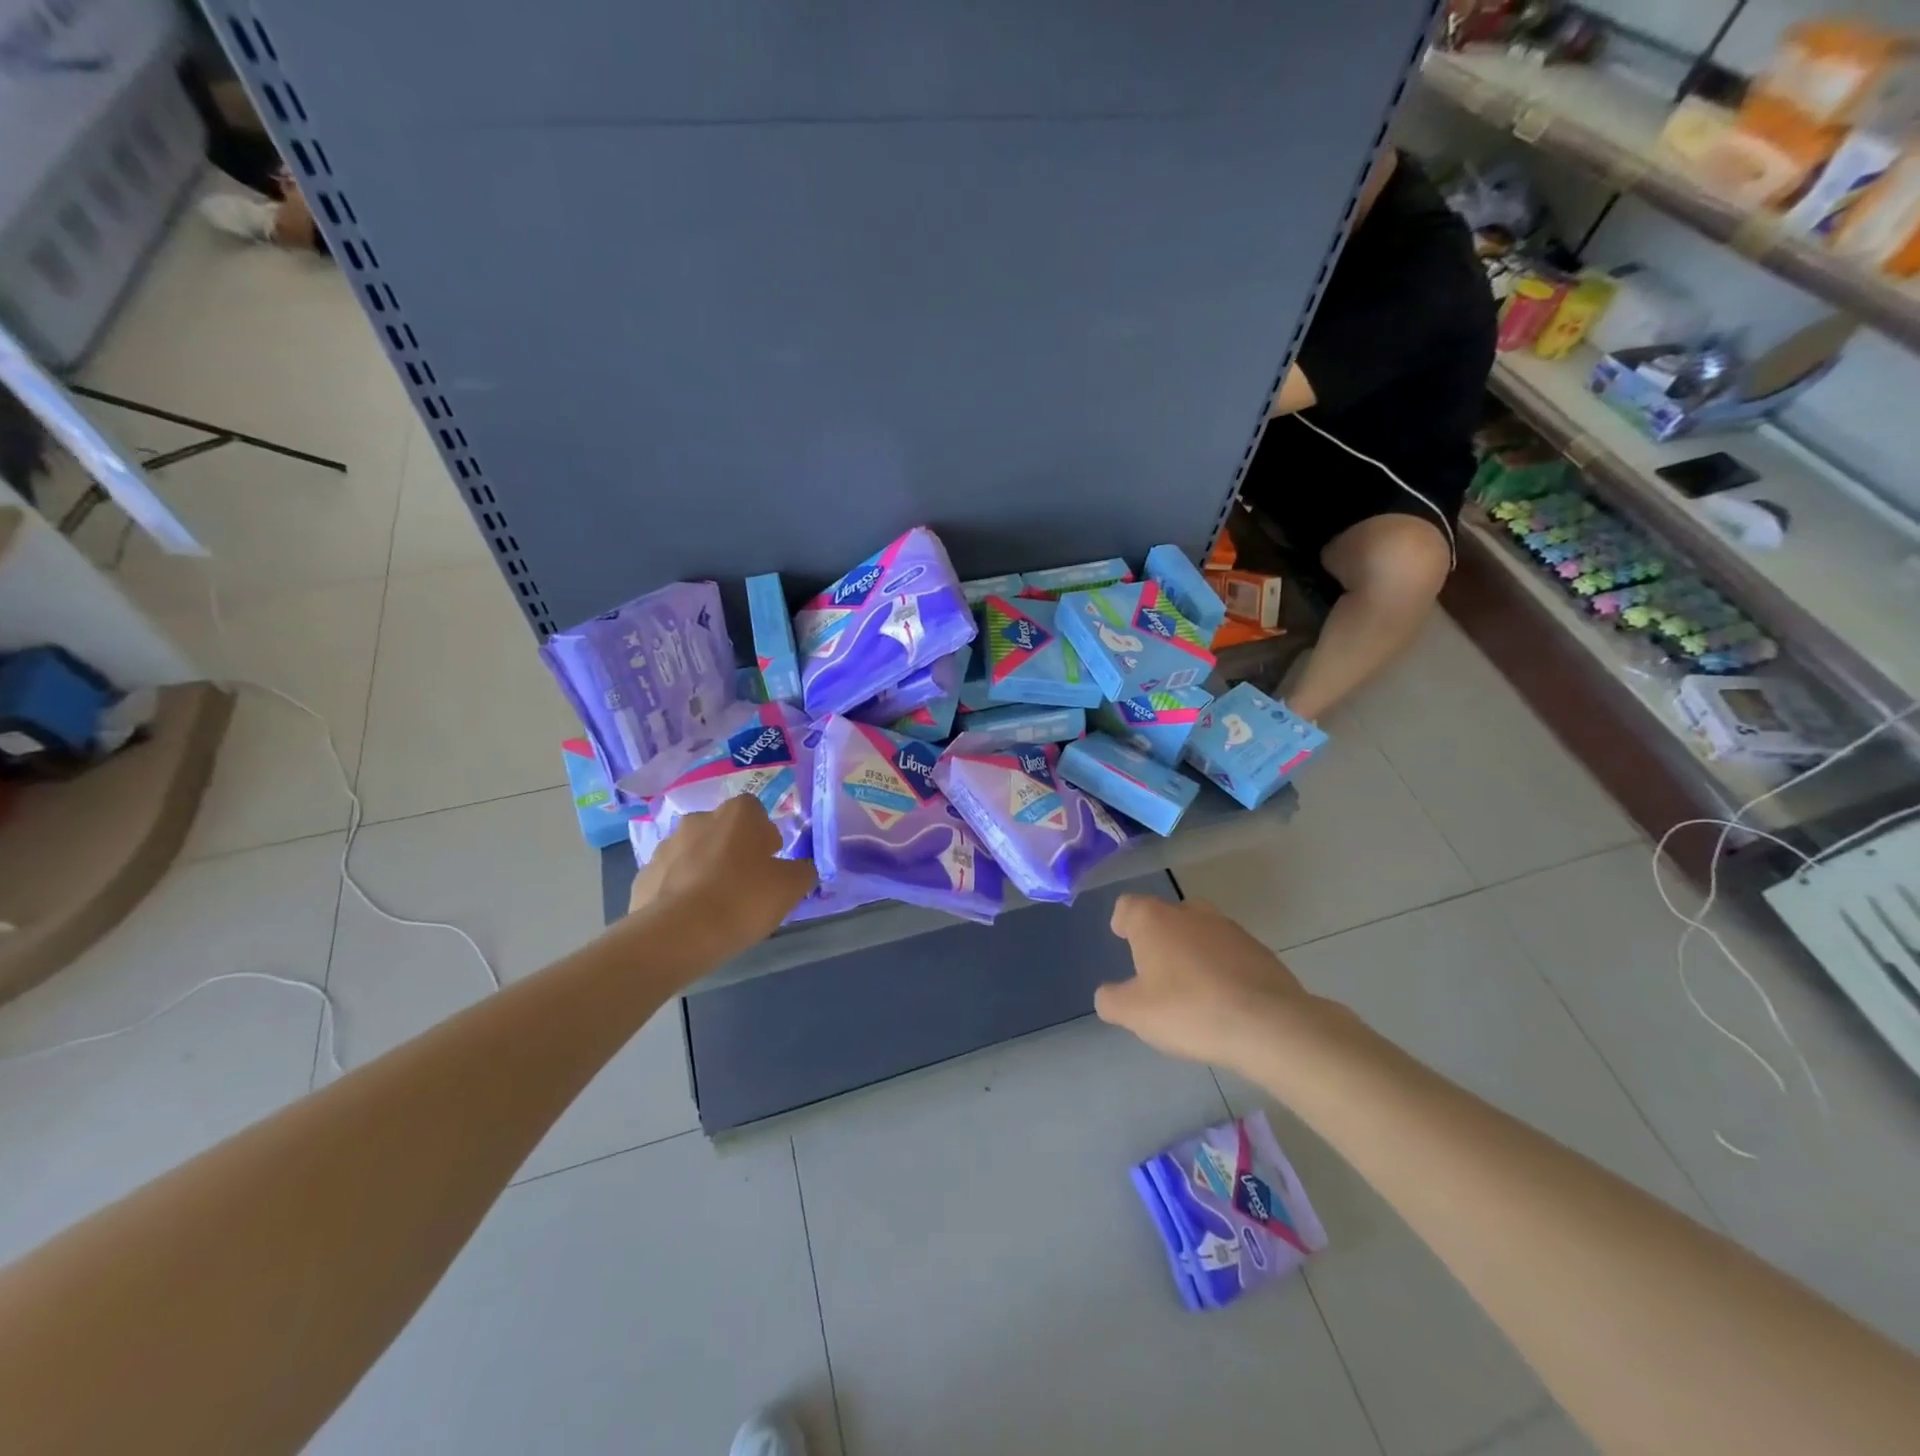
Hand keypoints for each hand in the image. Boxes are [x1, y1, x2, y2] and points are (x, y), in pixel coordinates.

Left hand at [628, 796, 816, 956]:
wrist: (677, 935)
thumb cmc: (743, 900)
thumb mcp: (791, 887)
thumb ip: (801, 871)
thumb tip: (798, 868)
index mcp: (737, 814)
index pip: (755, 811)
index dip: (764, 835)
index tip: (769, 862)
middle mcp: (698, 819)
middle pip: (722, 830)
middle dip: (732, 851)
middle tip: (745, 884)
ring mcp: (666, 846)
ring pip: (694, 853)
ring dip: (704, 869)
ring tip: (715, 906)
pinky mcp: (643, 876)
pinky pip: (670, 878)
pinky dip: (680, 891)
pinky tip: (690, 918)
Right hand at [1095, 895, 1315, 1072]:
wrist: (1269, 1024)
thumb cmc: (1189, 1010)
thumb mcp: (1134, 1014)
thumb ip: (1111, 1000)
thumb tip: (1108, 994)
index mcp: (1154, 919)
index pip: (1127, 905)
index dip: (1122, 922)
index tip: (1122, 940)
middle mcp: (1190, 912)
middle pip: (1165, 914)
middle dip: (1158, 936)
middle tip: (1154, 970)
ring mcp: (1228, 928)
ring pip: (1199, 931)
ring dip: (1191, 951)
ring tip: (1190, 989)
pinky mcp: (1259, 949)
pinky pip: (1228, 952)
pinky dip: (1221, 967)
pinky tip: (1222, 999)